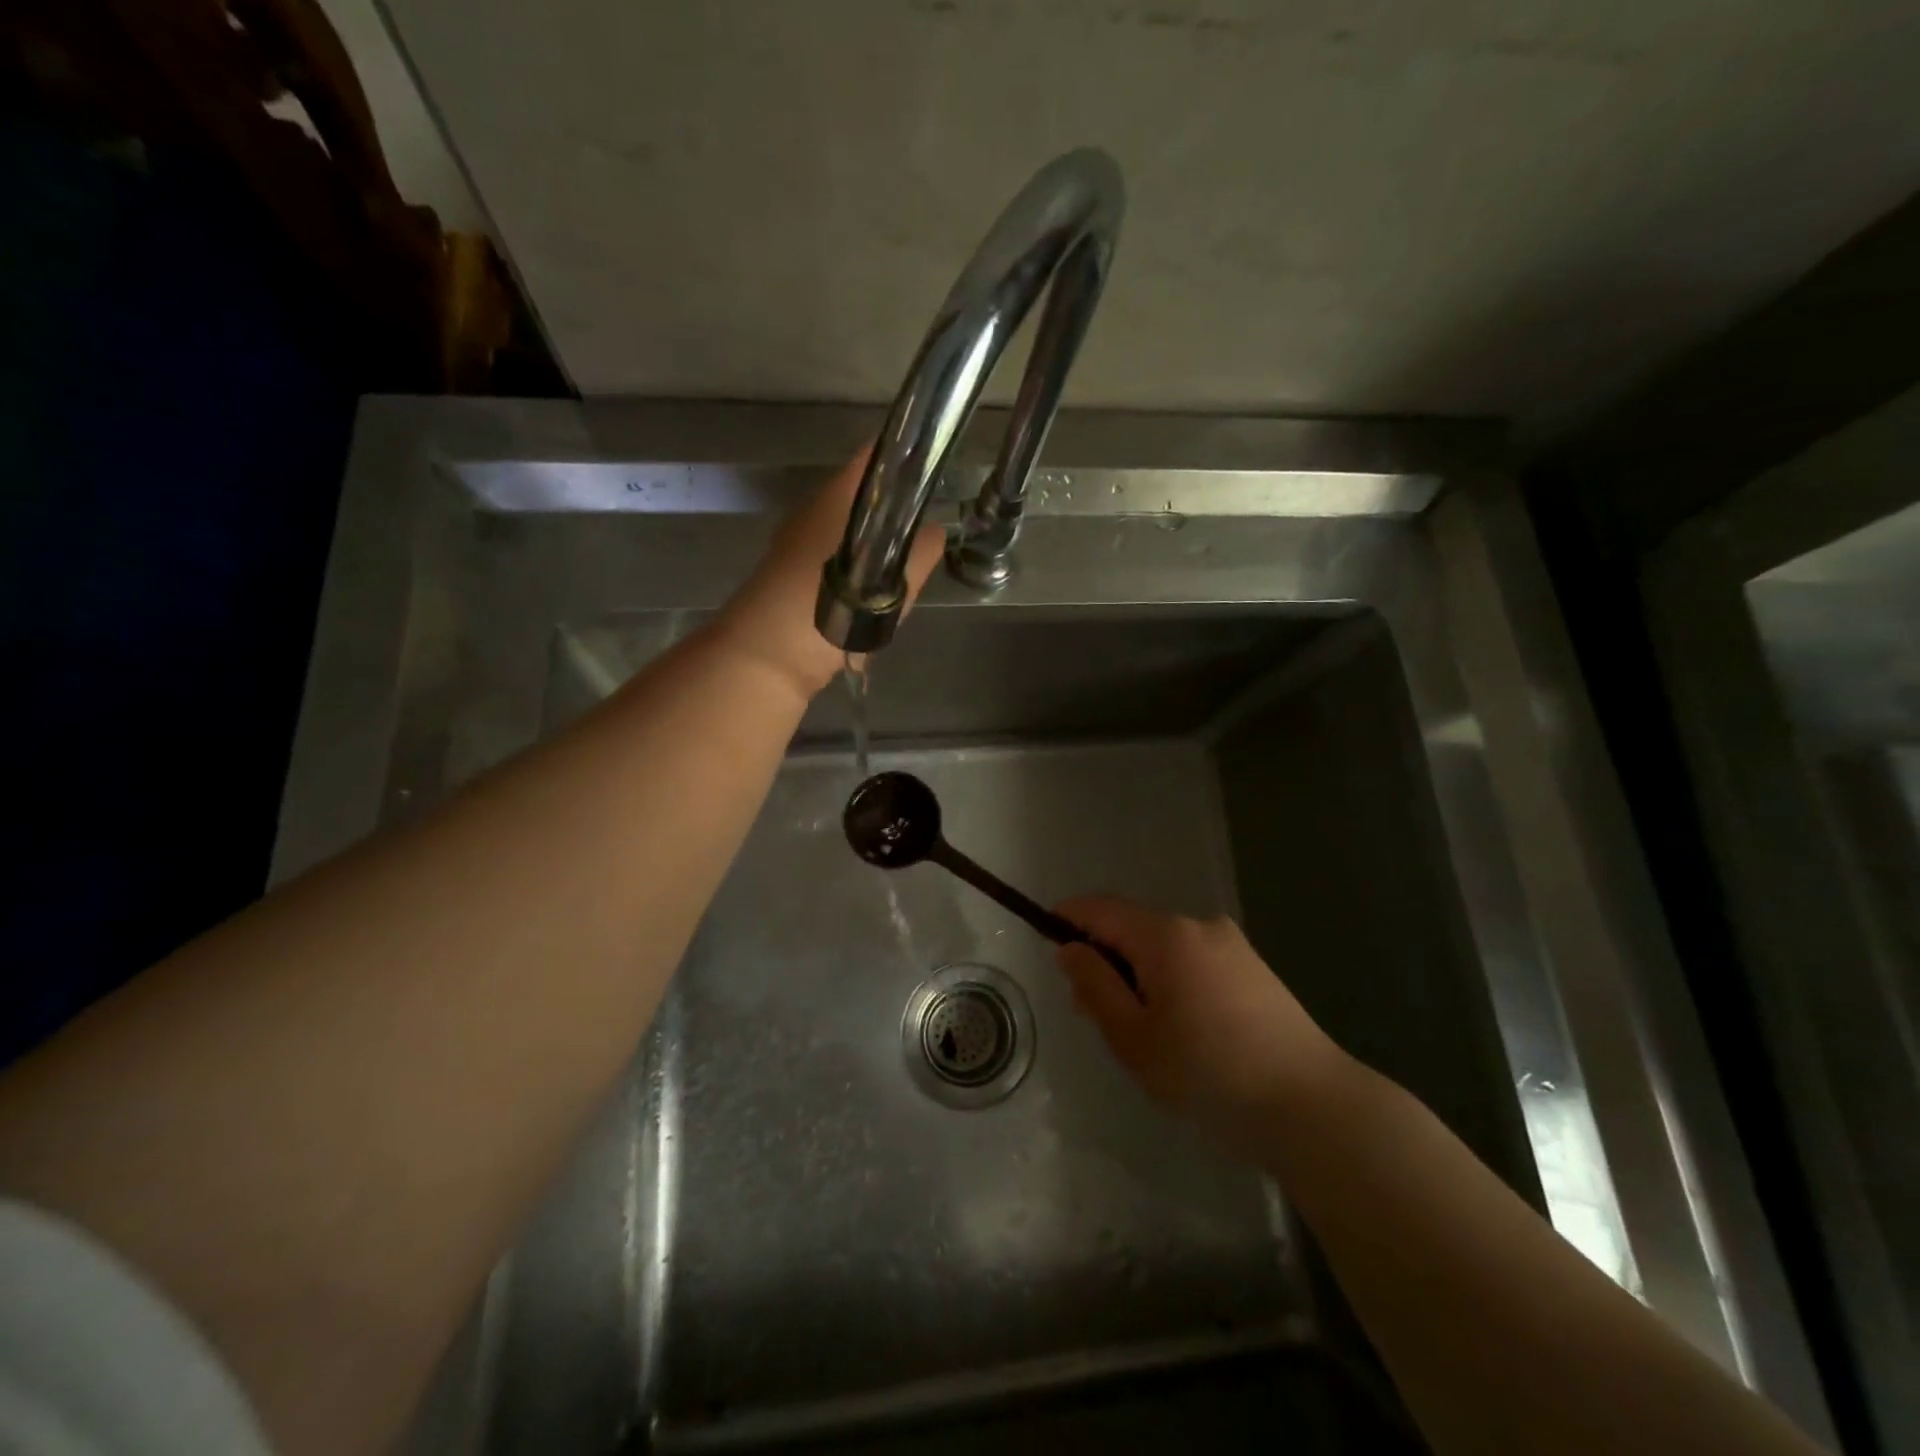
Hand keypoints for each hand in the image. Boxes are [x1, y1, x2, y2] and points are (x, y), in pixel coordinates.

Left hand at [711, 445, 944, 700]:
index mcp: (834, 498)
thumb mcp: (891, 582)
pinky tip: (870, 602)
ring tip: (901, 577)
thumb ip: (920, 552)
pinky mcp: (790, 575)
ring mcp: (796, 542)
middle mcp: (811, 511)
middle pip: (863, 498)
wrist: (767, 657)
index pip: (874, 457)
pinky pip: (835, 562)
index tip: (934, 470)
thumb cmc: (830, 607)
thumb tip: (934, 532)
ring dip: (875, 549)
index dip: (905, 457)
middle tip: (924, 537)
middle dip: (894, 513)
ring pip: (849, 533)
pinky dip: (856, 573)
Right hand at [1054, 896, 1350, 1156]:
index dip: (1069, 919)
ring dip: (1139, 974)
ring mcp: (1232, 945)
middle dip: (1106, 958)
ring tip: (1142, 1032)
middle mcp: (1199, 925)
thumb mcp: (1133, 1038)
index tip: (1047, 942)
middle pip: (1134, 928)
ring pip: (1165, 947)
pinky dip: (1173, 981)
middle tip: (1094, 1013)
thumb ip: (1094, 986)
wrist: (1311, 1107)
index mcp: (1165, 935)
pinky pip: (1195, 961)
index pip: (1101, 908)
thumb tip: (1070, 949)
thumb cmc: (1208, 1074)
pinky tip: (1183, 1031)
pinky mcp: (1254, 969)